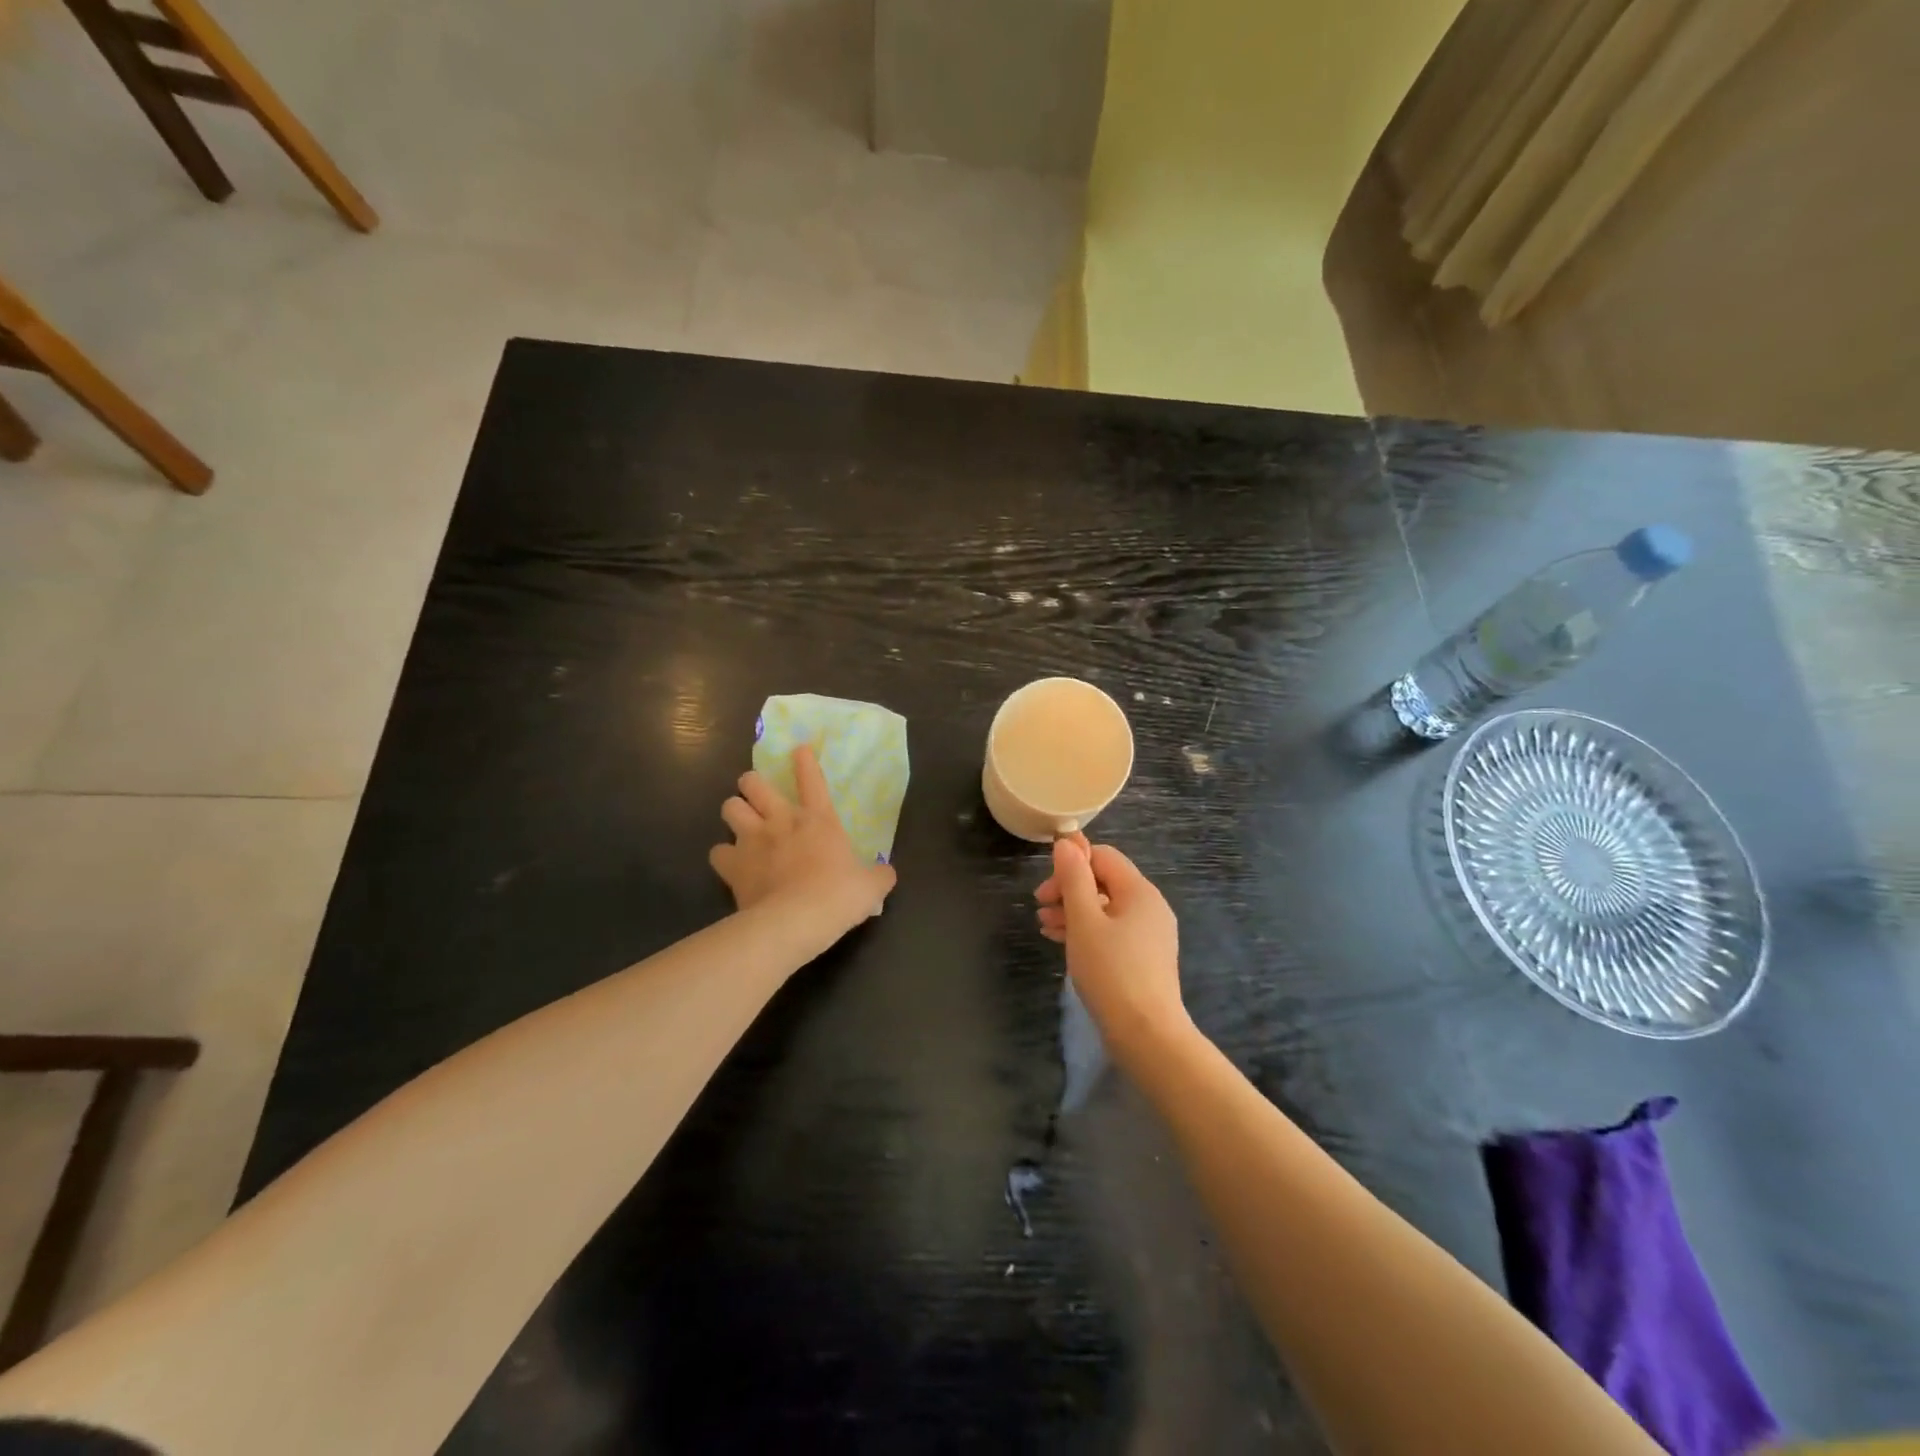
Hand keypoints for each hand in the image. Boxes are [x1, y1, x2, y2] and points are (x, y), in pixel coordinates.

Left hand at [710, 744, 896, 927]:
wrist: (796, 921)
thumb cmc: (838, 897)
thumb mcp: (871, 886)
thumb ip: (878, 875)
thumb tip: (886, 873)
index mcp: (818, 820)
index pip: (811, 780)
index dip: (805, 761)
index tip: (799, 749)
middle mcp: (781, 821)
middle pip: (754, 783)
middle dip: (752, 783)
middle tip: (757, 794)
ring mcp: (752, 840)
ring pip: (729, 807)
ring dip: (734, 812)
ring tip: (740, 823)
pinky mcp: (732, 866)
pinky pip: (717, 851)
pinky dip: (723, 855)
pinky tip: (731, 863)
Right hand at [1035, 837, 1187, 1063]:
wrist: (1146, 1035)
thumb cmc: (1111, 971)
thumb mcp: (1084, 921)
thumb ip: (1074, 879)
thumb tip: (1067, 842)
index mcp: (1140, 891)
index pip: (1103, 857)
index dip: (1071, 864)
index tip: (1045, 888)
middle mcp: (1150, 907)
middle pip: (1104, 882)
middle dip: (1069, 889)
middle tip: (1039, 906)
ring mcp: (1149, 934)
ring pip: (1105, 908)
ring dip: (1073, 911)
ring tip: (1044, 925)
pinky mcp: (1144, 958)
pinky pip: (1112, 931)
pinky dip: (1086, 931)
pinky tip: (1062, 941)